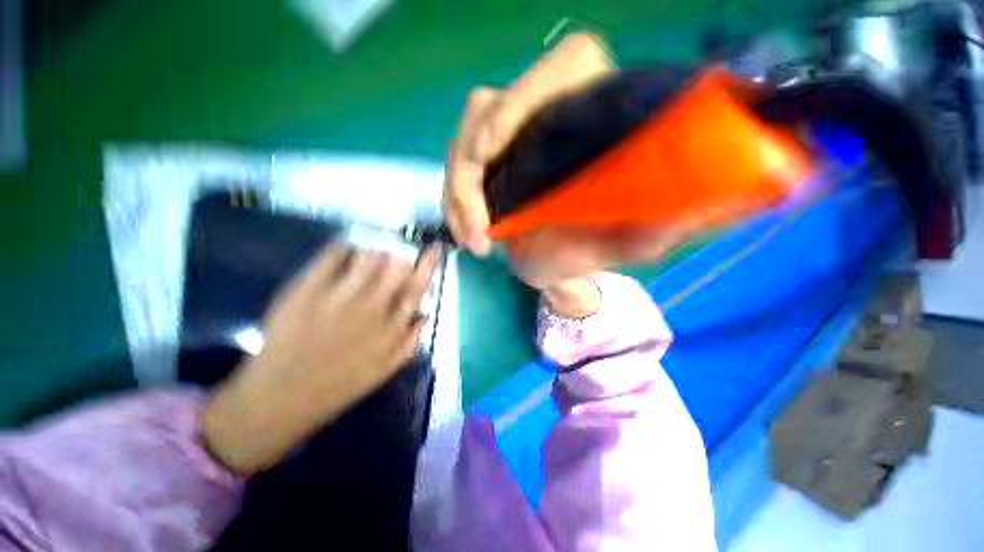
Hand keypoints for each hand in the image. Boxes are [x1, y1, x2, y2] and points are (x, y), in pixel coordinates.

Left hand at [204, 245, 439, 475]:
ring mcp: (340, 296)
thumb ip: (411, 341)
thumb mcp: (387, 369)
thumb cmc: (341, 384)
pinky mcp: (308, 289)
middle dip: (400, 256)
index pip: (418, 287)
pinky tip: (345, 253)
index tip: (434, 248)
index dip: (428, 264)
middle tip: (395, 256)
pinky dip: (343, 248)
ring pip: (369, 257)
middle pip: (396, 266)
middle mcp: (372, 306)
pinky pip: (332, 255)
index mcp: (392, 326)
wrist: (284, 395)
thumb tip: (426, 314)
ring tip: (369, 257)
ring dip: (375, 252)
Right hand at [444, 33, 696, 292]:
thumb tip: (677, 220)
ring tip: (473, 241)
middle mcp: (550, 112)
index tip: (493, 151)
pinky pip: (458, 165)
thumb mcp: (624, 244)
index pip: (566, 65)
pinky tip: (466, 231)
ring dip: (458, 193)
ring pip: (466, 138)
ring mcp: (513, 134)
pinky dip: (455, 200)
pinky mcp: (490, 158)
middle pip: (490, 106)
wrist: (561, 261)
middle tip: (478, 230)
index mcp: (595, 113)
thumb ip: (647, 233)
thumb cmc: (595, 248)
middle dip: (471, 171)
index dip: (522, 97)